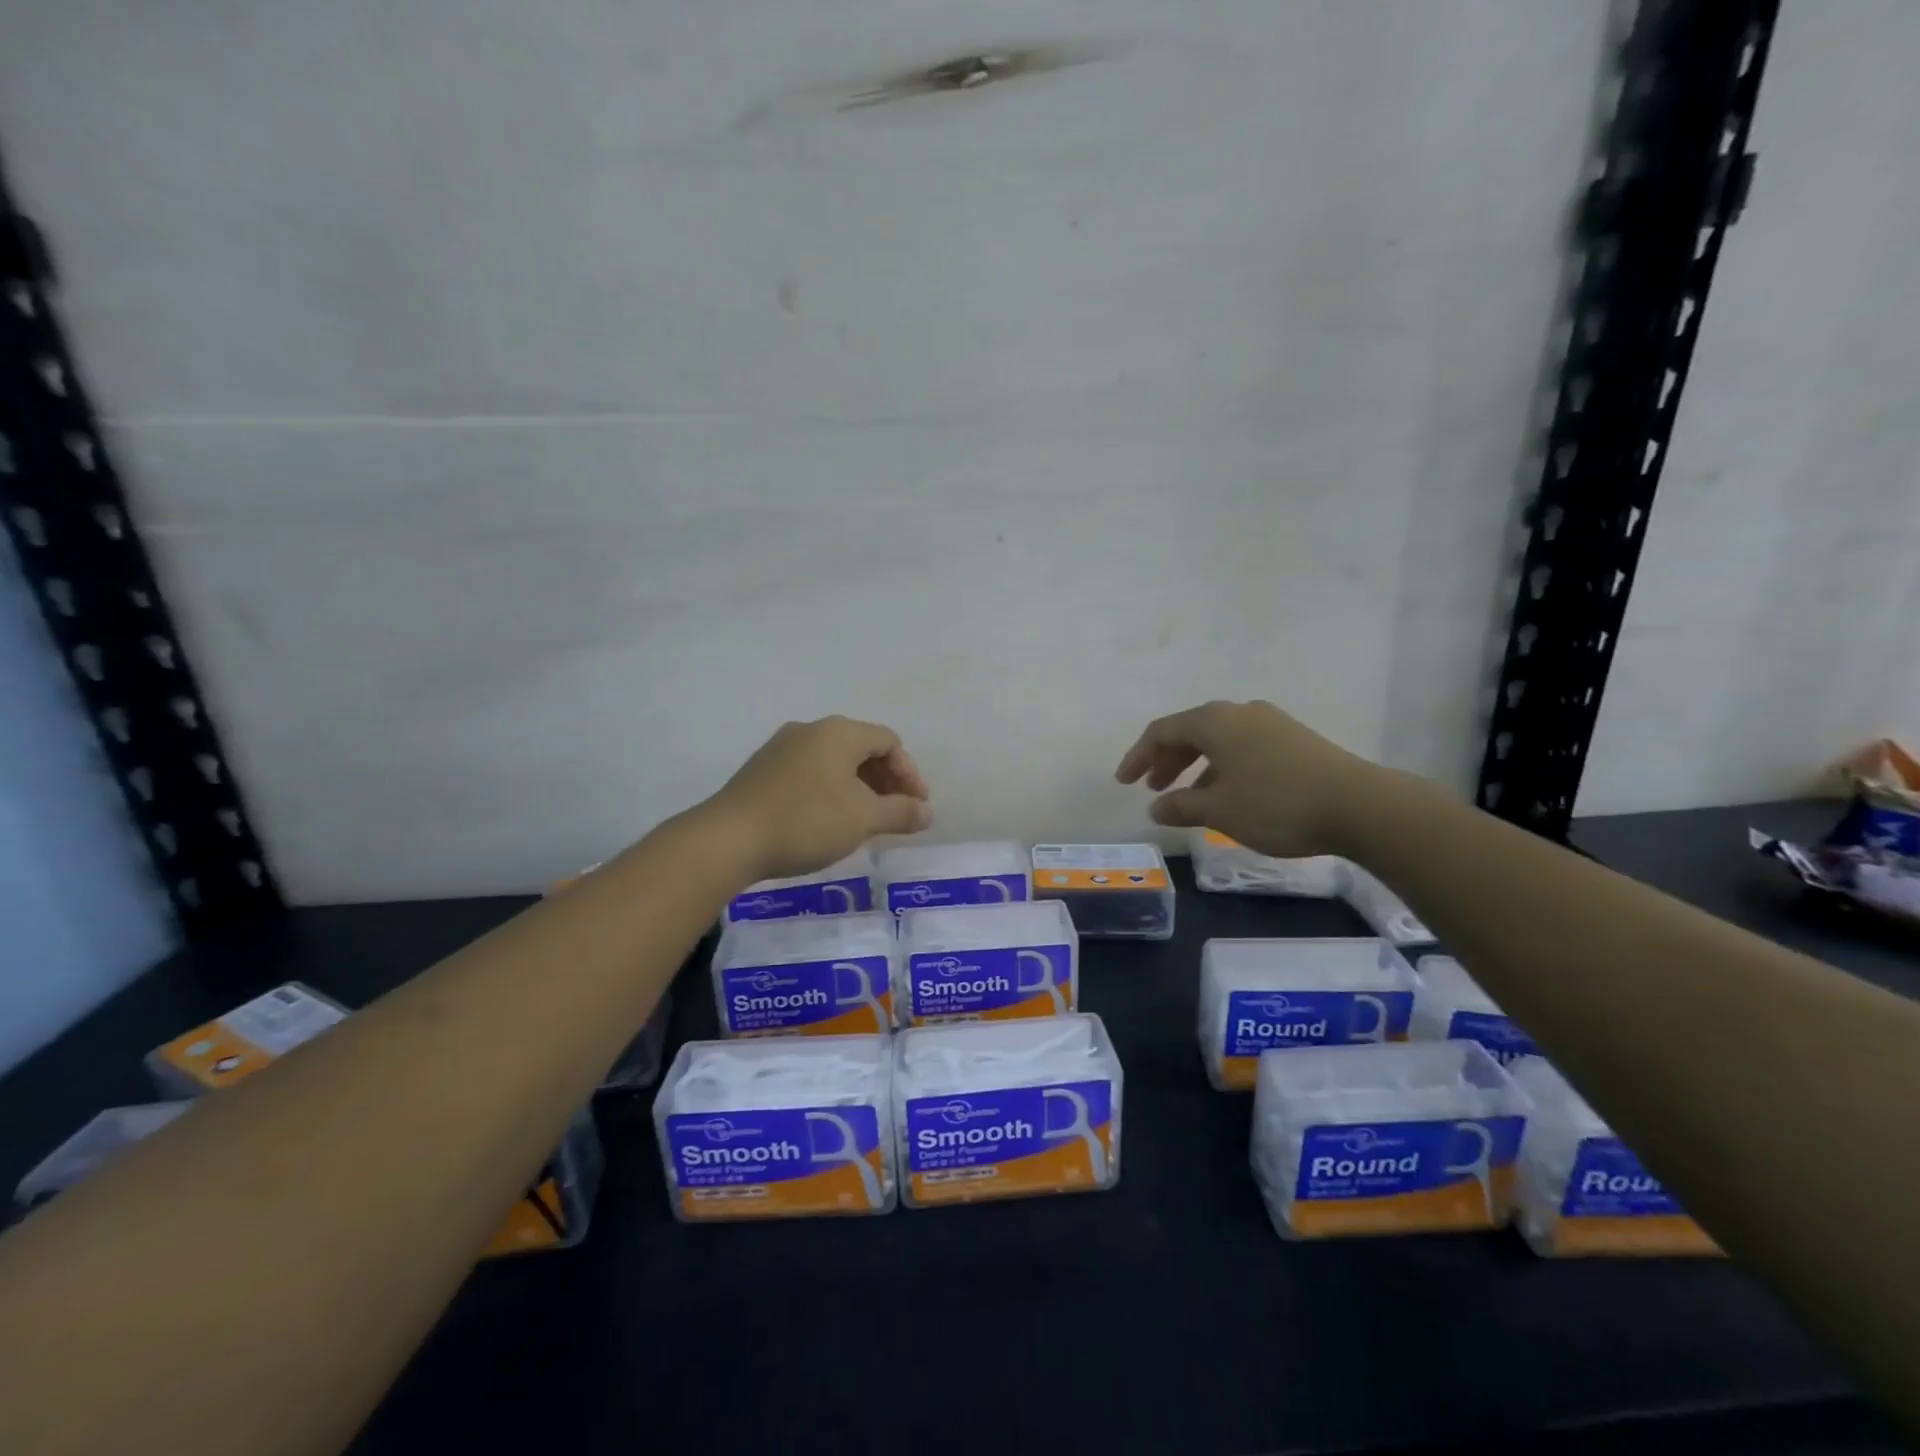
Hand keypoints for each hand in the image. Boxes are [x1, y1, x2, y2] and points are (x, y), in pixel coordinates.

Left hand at [706, 716, 930, 881]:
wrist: (728, 839)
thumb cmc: (806, 821)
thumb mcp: (863, 819)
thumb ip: (901, 812)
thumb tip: (926, 811)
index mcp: (839, 732)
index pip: (889, 742)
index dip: (910, 774)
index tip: (917, 808)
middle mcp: (810, 730)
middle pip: (861, 748)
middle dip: (885, 781)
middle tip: (895, 814)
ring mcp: (781, 748)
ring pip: (833, 762)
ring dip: (858, 788)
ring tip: (864, 822)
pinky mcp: (761, 770)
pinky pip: (809, 773)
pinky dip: (830, 791)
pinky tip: (827, 822)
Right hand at [1114, 700, 1377, 857]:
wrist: (1359, 805)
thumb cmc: (1276, 804)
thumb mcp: (1219, 811)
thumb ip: (1181, 806)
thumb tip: (1156, 807)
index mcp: (1215, 722)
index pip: (1162, 731)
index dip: (1138, 756)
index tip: (1124, 783)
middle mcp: (1240, 712)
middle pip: (1190, 731)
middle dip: (1166, 760)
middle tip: (1153, 788)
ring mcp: (1270, 723)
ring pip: (1219, 740)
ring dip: (1195, 766)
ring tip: (1188, 797)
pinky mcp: (1294, 739)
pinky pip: (1243, 747)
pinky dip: (1223, 767)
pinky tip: (1228, 795)